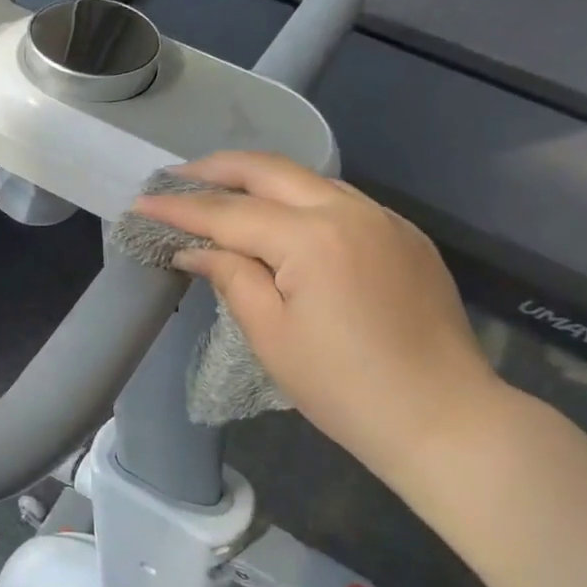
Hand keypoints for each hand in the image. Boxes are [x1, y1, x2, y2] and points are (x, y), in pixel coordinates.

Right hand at [132, 151, 504, 485]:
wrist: (444, 418)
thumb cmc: (344, 387)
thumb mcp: (271, 335)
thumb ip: (231, 277)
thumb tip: (196, 250)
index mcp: (313, 238)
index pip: (230, 212)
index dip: (181, 208)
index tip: (142, 201)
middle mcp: (350, 211)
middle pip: (270, 170)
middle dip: (217, 168)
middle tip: (176, 176)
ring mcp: (384, 219)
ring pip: (308, 179)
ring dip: (258, 179)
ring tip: (219, 189)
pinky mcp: (404, 236)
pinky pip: (339, 201)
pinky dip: (298, 199)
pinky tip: (279, 217)